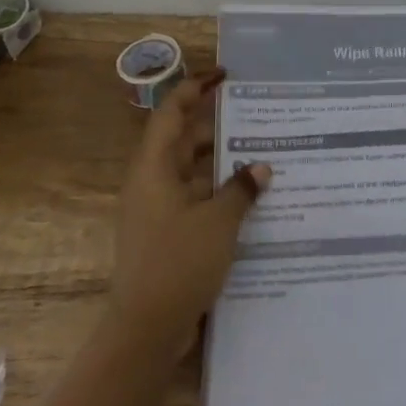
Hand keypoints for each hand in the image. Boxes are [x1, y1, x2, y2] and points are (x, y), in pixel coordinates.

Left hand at [108, 67, 268, 353]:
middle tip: (254, 113)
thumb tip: (260, 168)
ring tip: (259, 150)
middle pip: (182, 138)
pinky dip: (217, 188)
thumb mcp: (218, 222)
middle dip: (215, 123)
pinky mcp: (165, 232)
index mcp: (154, 167)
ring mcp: (156, 208)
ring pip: (190, 169)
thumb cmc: (178, 263)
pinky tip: (248, 195)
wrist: (145, 329)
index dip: (196, 88)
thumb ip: (240, 189)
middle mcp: (152, 181)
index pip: (173, 112)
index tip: (224, 75)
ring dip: (219, 159)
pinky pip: (193, 195)